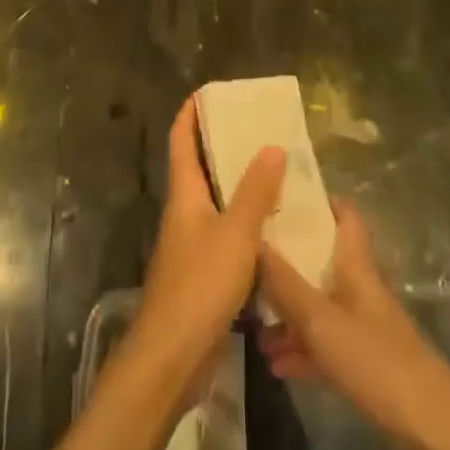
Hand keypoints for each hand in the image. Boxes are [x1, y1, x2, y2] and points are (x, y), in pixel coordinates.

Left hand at [129, 97, 285, 387]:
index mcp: (184, 195)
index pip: (181, 140)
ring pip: (217, 203)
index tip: (211, 92)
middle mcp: (184, 213)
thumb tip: (271, 146)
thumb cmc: (200, 285)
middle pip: (200, 168)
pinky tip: (275, 228)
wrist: (172, 356)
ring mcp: (192, 245)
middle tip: (259, 130)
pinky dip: (248, 223)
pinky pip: (227, 234)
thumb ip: (255, 191)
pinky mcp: (203, 274)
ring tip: (276, 172)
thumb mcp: (235, 234)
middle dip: (224, 146)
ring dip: (240, 186)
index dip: (191, 113)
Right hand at [258, 200, 449, 441]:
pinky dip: (300, 350)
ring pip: (318, 308)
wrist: (433, 436)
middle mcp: (359, 291)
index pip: (343, 217)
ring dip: (287, 314)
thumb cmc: (377, 364)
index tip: (280, 193)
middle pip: (321, 263)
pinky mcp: (365, 367)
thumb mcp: (321, 321)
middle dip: (286, 262)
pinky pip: (324, 347)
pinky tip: (275, 364)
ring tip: (250, 325)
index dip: (317, 200)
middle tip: (246, 261)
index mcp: (356, 268)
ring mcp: (363, 330)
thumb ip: (284, 282)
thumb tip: (248, 237)